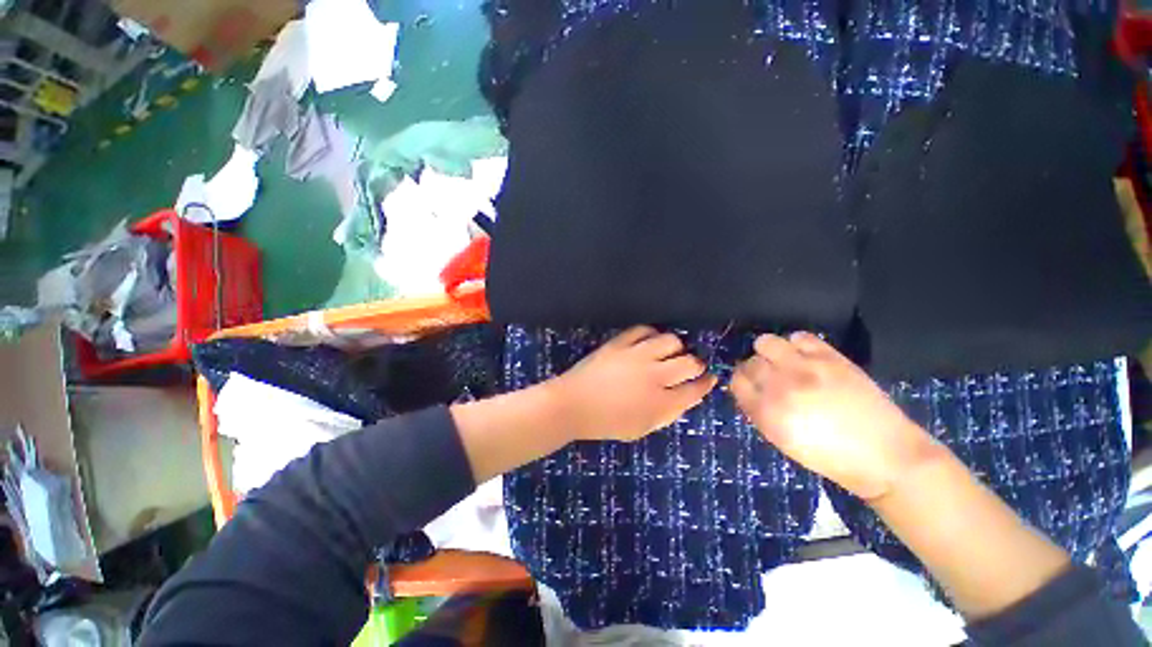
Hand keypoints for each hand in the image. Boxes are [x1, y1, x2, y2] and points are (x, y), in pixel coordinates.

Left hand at [543, 326, 718, 441]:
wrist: (573, 404)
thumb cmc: (607, 422)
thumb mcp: (642, 428)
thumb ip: (668, 412)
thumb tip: (688, 395)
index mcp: (660, 403)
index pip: (695, 389)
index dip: (706, 383)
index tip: (710, 378)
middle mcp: (654, 376)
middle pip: (690, 362)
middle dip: (696, 364)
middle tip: (690, 366)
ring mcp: (636, 356)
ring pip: (671, 340)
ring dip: (676, 347)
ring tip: (669, 352)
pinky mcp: (620, 343)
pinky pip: (644, 329)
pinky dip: (651, 334)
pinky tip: (650, 341)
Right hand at [731, 332, 938, 500]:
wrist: (886, 455)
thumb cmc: (831, 457)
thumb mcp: (783, 441)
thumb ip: (760, 412)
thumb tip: (750, 389)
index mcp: (767, 413)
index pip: (737, 382)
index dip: (741, 382)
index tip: (750, 385)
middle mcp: (780, 387)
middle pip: (750, 363)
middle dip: (755, 369)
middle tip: (770, 376)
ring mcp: (805, 369)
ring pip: (766, 342)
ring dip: (769, 351)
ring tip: (783, 361)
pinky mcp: (830, 358)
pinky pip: (800, 337)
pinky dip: (796, 344)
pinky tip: (804, 356)